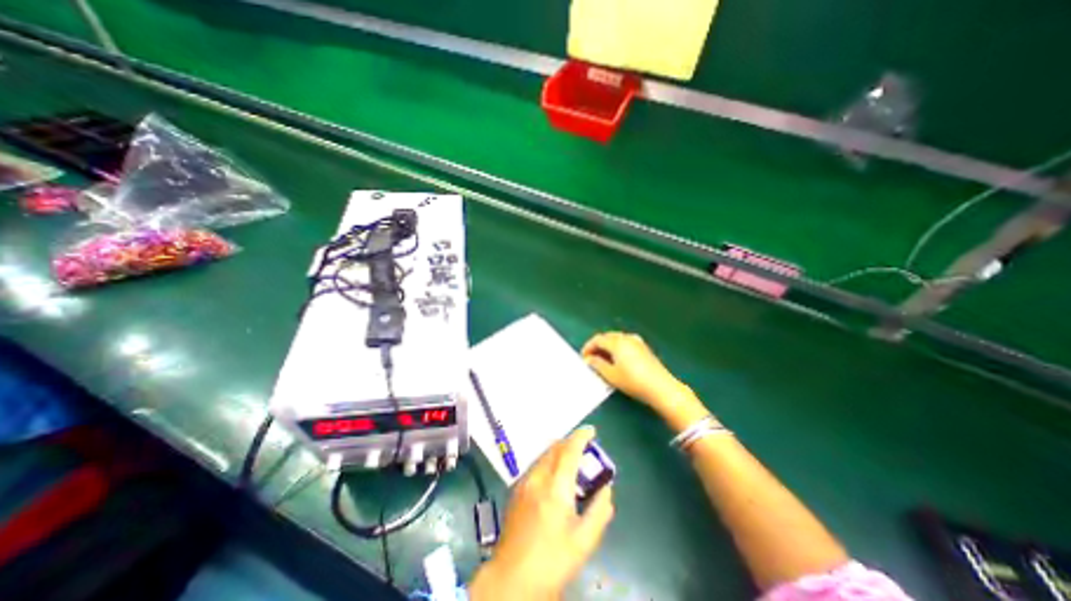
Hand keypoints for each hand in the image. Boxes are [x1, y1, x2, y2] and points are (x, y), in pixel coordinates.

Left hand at [469, 430, 610, 597]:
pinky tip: (554, 478)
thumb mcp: (584, 542)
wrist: (510, 579)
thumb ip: (599, 511)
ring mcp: (524, 482)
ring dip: (559, 451)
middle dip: (571, 442)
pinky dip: (549, 461)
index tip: (592, 430)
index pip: (569, 450)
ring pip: (544, 454)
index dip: (581, 436)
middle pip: (555, 447)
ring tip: (572, 463)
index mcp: (556, 487)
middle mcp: (538, 477)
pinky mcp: (516, 489)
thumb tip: (606, 489)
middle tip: (585, 451)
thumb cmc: (552, 562)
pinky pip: (536, 465)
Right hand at [584, 330, 685, 404]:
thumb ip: (597, 365)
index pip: (598, 339)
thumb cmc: (633, 381)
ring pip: (617, 339)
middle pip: (607, 337)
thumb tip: (589, 359)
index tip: (583, 357)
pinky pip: (625, 343)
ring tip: (603, 360)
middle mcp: (626, 337)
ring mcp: (637, 341)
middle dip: (597, 346)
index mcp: (617, 342)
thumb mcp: (611, 375)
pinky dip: (617, 348)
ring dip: (607, 347)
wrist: (661, 387)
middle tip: (591, 358)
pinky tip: (617, 360)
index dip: (588, 347)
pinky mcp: (644, 348)